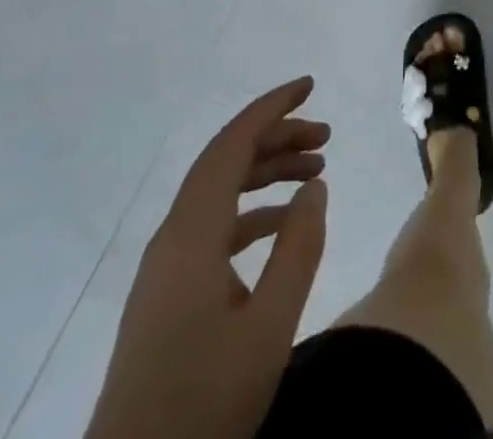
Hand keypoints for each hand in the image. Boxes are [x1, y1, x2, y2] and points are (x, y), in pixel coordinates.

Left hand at [86, 77, 328, 438]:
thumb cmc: (201, 406)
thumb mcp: (268, 329)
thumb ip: (298, 248)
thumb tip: (315, 184)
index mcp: (191, 233)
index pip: (233, 143)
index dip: (271, 108)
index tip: (309, 86)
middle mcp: (173, 236)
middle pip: (226, 162)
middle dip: (276, 138)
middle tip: (326, 137)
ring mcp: (166, 267)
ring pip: (220, 194)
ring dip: (266, 174)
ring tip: (315, 170)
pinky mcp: (166, 295)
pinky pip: (213, 228)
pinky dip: (251, 213)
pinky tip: (284, 226)